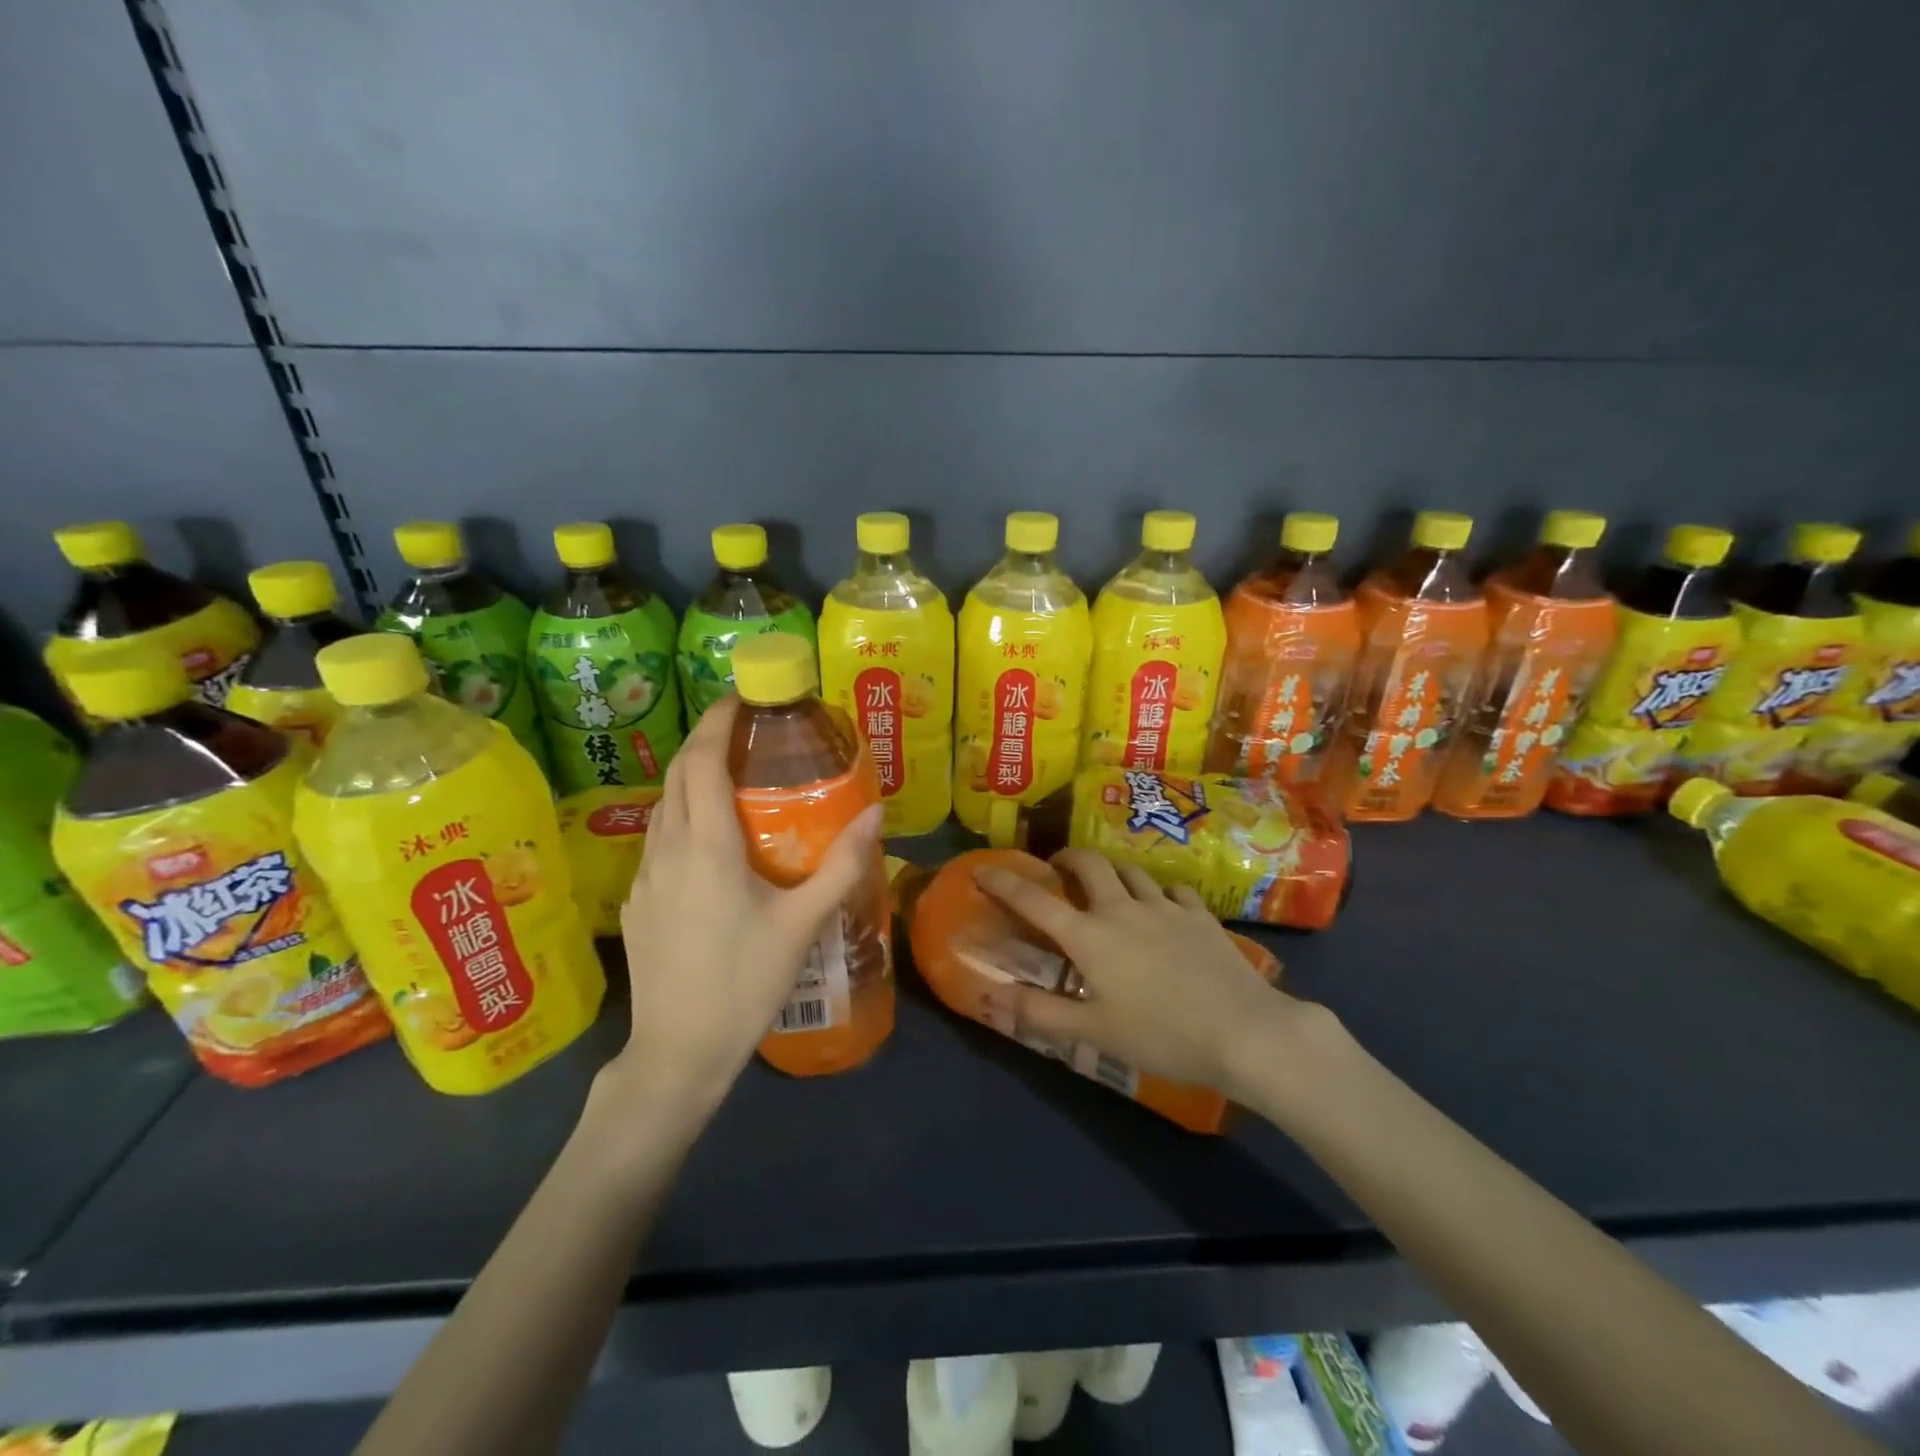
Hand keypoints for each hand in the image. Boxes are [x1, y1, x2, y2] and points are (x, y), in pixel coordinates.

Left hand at [609, 696, 882, 1111]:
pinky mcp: (637, 902)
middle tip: (743, 729)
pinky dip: (682, 813)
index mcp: (707, 847)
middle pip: (678, 774)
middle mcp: (668, 849)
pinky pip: (658, 838)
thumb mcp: (803, 922)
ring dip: (691, 776)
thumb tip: (876, 811)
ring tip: (730, 774)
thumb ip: (842, 864)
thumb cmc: (745, 982)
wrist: (678, 1052)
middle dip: (705, 740)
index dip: (718, 722)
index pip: (703, 762)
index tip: (741, 698)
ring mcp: (644, 876)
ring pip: (663, 805)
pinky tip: (708, 837)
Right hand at [974, 848, 1315, 1102]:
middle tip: (1058, 869)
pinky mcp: (1201, 915)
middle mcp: (1122, 908)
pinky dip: (1159, 893)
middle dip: (1067, 858)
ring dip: (1112, 872)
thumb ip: (1039, 1013)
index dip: (1003, 881)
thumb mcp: (1093, 1033)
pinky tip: (1164, 908)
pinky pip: (1173, 890)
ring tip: (1108, 886)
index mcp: (1090, 936)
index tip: (982, 869)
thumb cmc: (1161, 1035)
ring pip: (1131, 871)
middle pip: (1089, 863)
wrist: (1244, 1032)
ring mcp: (1165, 907)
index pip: (1034, 900)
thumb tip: (990, 996)